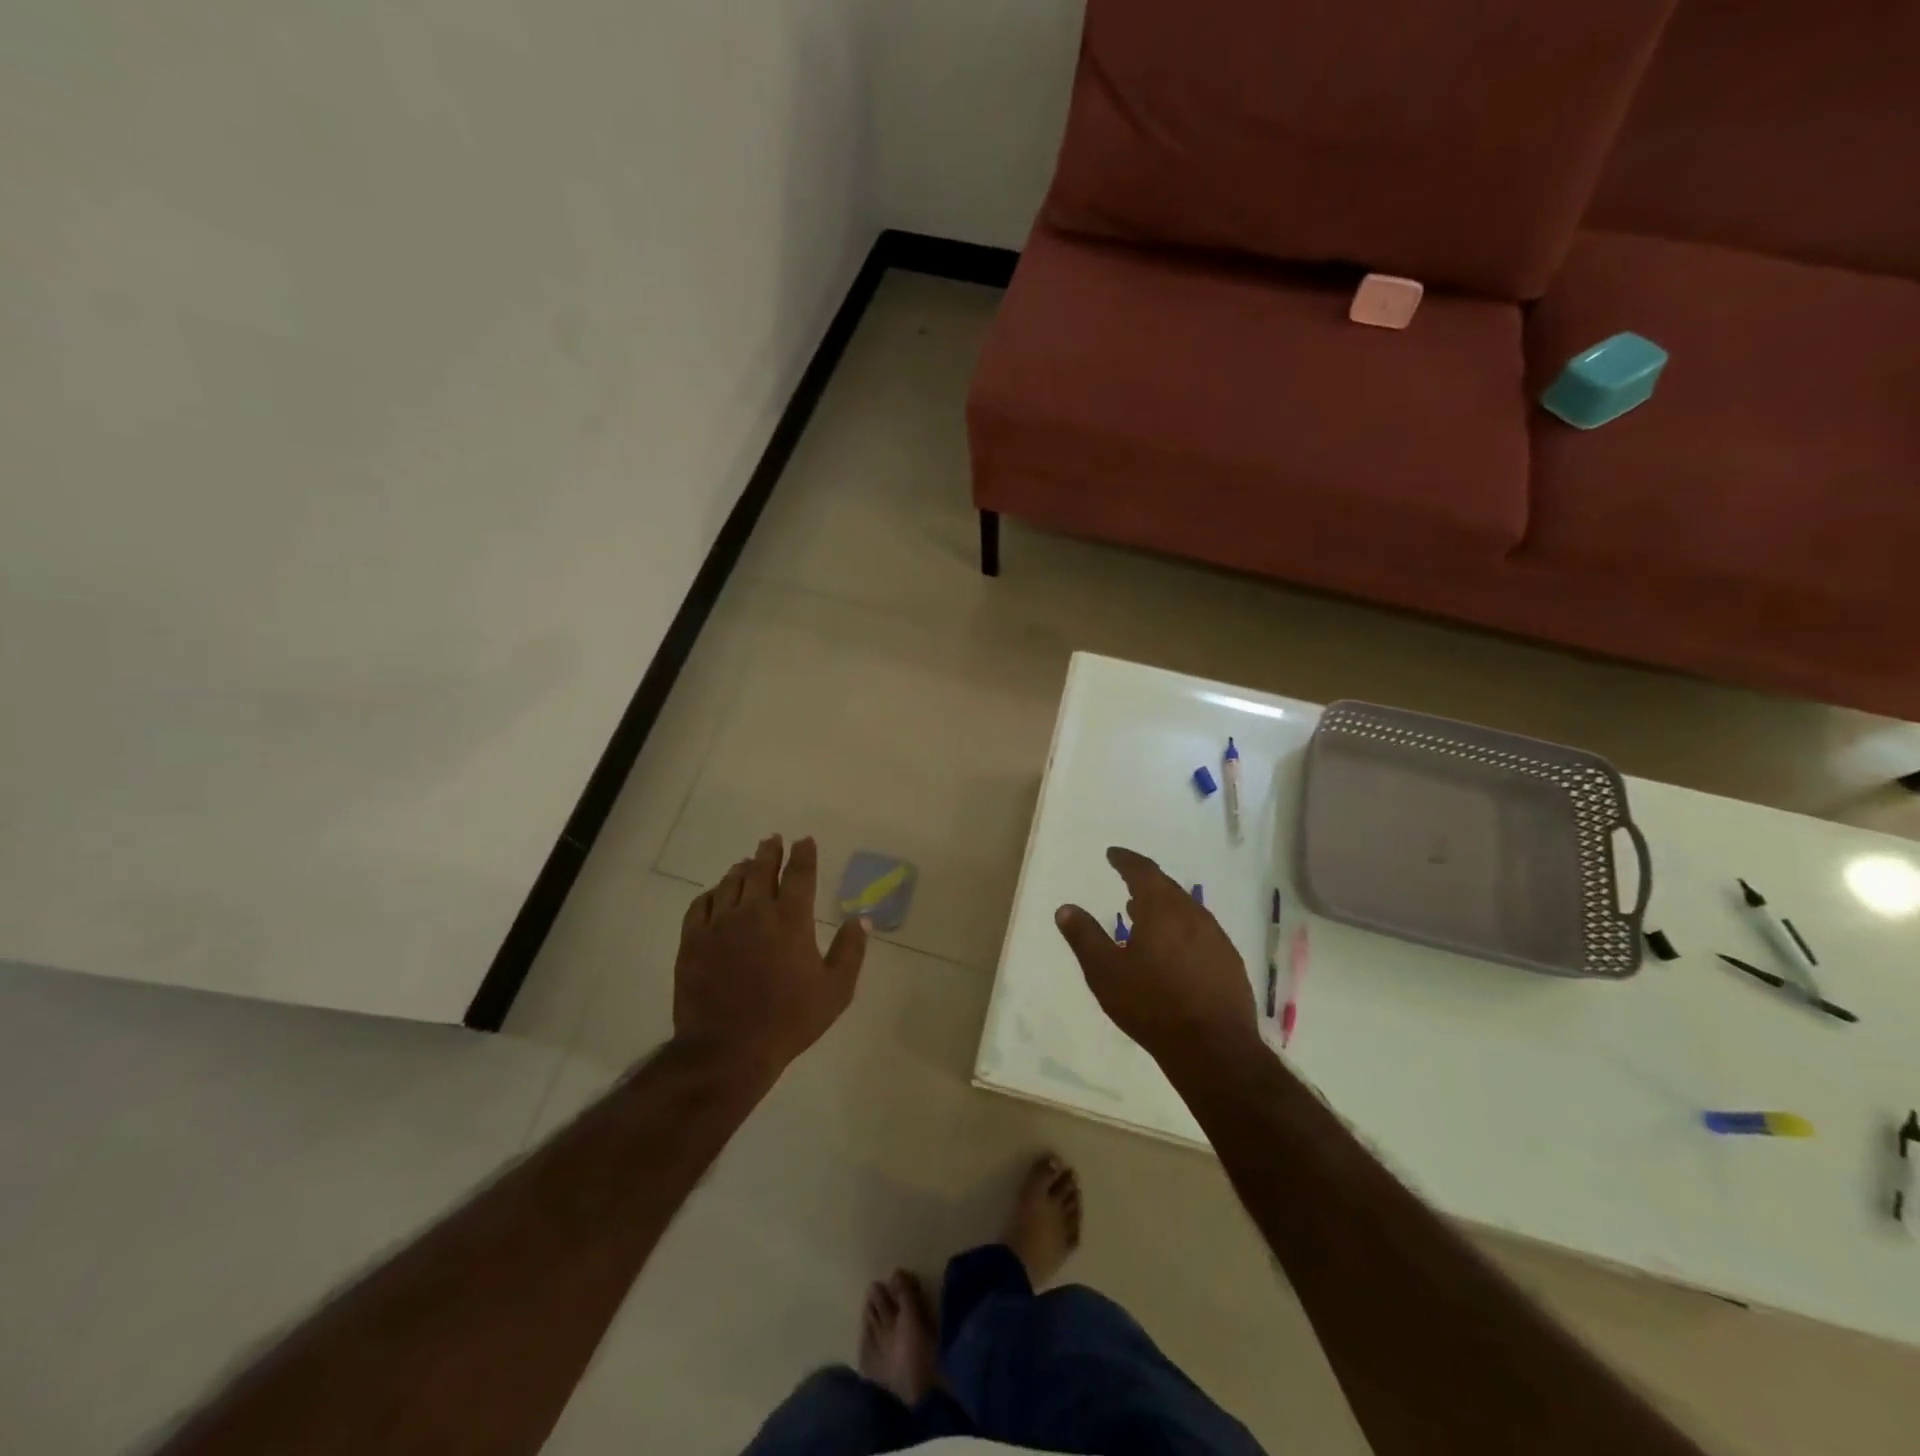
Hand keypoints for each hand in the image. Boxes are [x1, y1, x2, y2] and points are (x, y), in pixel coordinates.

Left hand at [674, 835, 867, 1081]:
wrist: (727, 1050)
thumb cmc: (788, 1020)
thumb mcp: (835, 990)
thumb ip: (850, 950)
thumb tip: (861, 918)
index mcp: (791, 919)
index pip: (799, 873)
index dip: (803, 854)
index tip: (805, 841)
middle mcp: (754, 911)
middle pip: (761, 869)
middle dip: (770, 851)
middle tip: (773, 840)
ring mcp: (719, 924)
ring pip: (730, 883)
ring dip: (742, 868)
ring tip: (747, 862)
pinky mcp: (692, 941)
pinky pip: (700, 904)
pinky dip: (712, 893)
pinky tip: (716, 894)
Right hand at [1054, 846, 1259, 1072]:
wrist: (1214, 1049)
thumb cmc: (1152, 1004)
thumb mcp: (1105, 971)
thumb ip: (1084, 936)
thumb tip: (1065, 908)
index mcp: (1162, 909)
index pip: (1143, 871)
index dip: (1126, 860)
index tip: (1113, 854)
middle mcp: (1193, 915)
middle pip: (1167, 888)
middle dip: (1146, 882)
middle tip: (1128, 884)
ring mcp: (1217, 939)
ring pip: (1186, 911)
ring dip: (1164, 908)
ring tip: (1145, 916)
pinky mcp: (1230, 963)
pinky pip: (1201, 933)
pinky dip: (1182, 930)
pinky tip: (1174, 951)